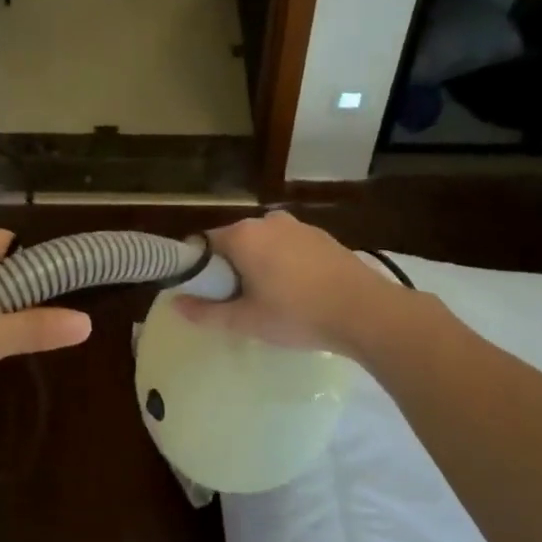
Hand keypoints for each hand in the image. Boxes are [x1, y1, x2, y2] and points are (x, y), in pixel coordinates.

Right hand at [175, 211, 398, 354]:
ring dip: (259, 267)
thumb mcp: (246, 320)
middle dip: (230, 269)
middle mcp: (268, 221)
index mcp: (243, 235)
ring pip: (264, 245)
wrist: (365, 312)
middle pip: (234, 243)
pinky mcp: (323, 238)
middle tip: (237, 304)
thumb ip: (206, 312)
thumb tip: (176, 304)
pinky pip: (289, 248)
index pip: (204, 244)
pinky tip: (297, 293)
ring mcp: (299, 227)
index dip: (199, 270)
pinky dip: (284, 265)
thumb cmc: (297, 315)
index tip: (206, 295)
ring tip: (269, 302)